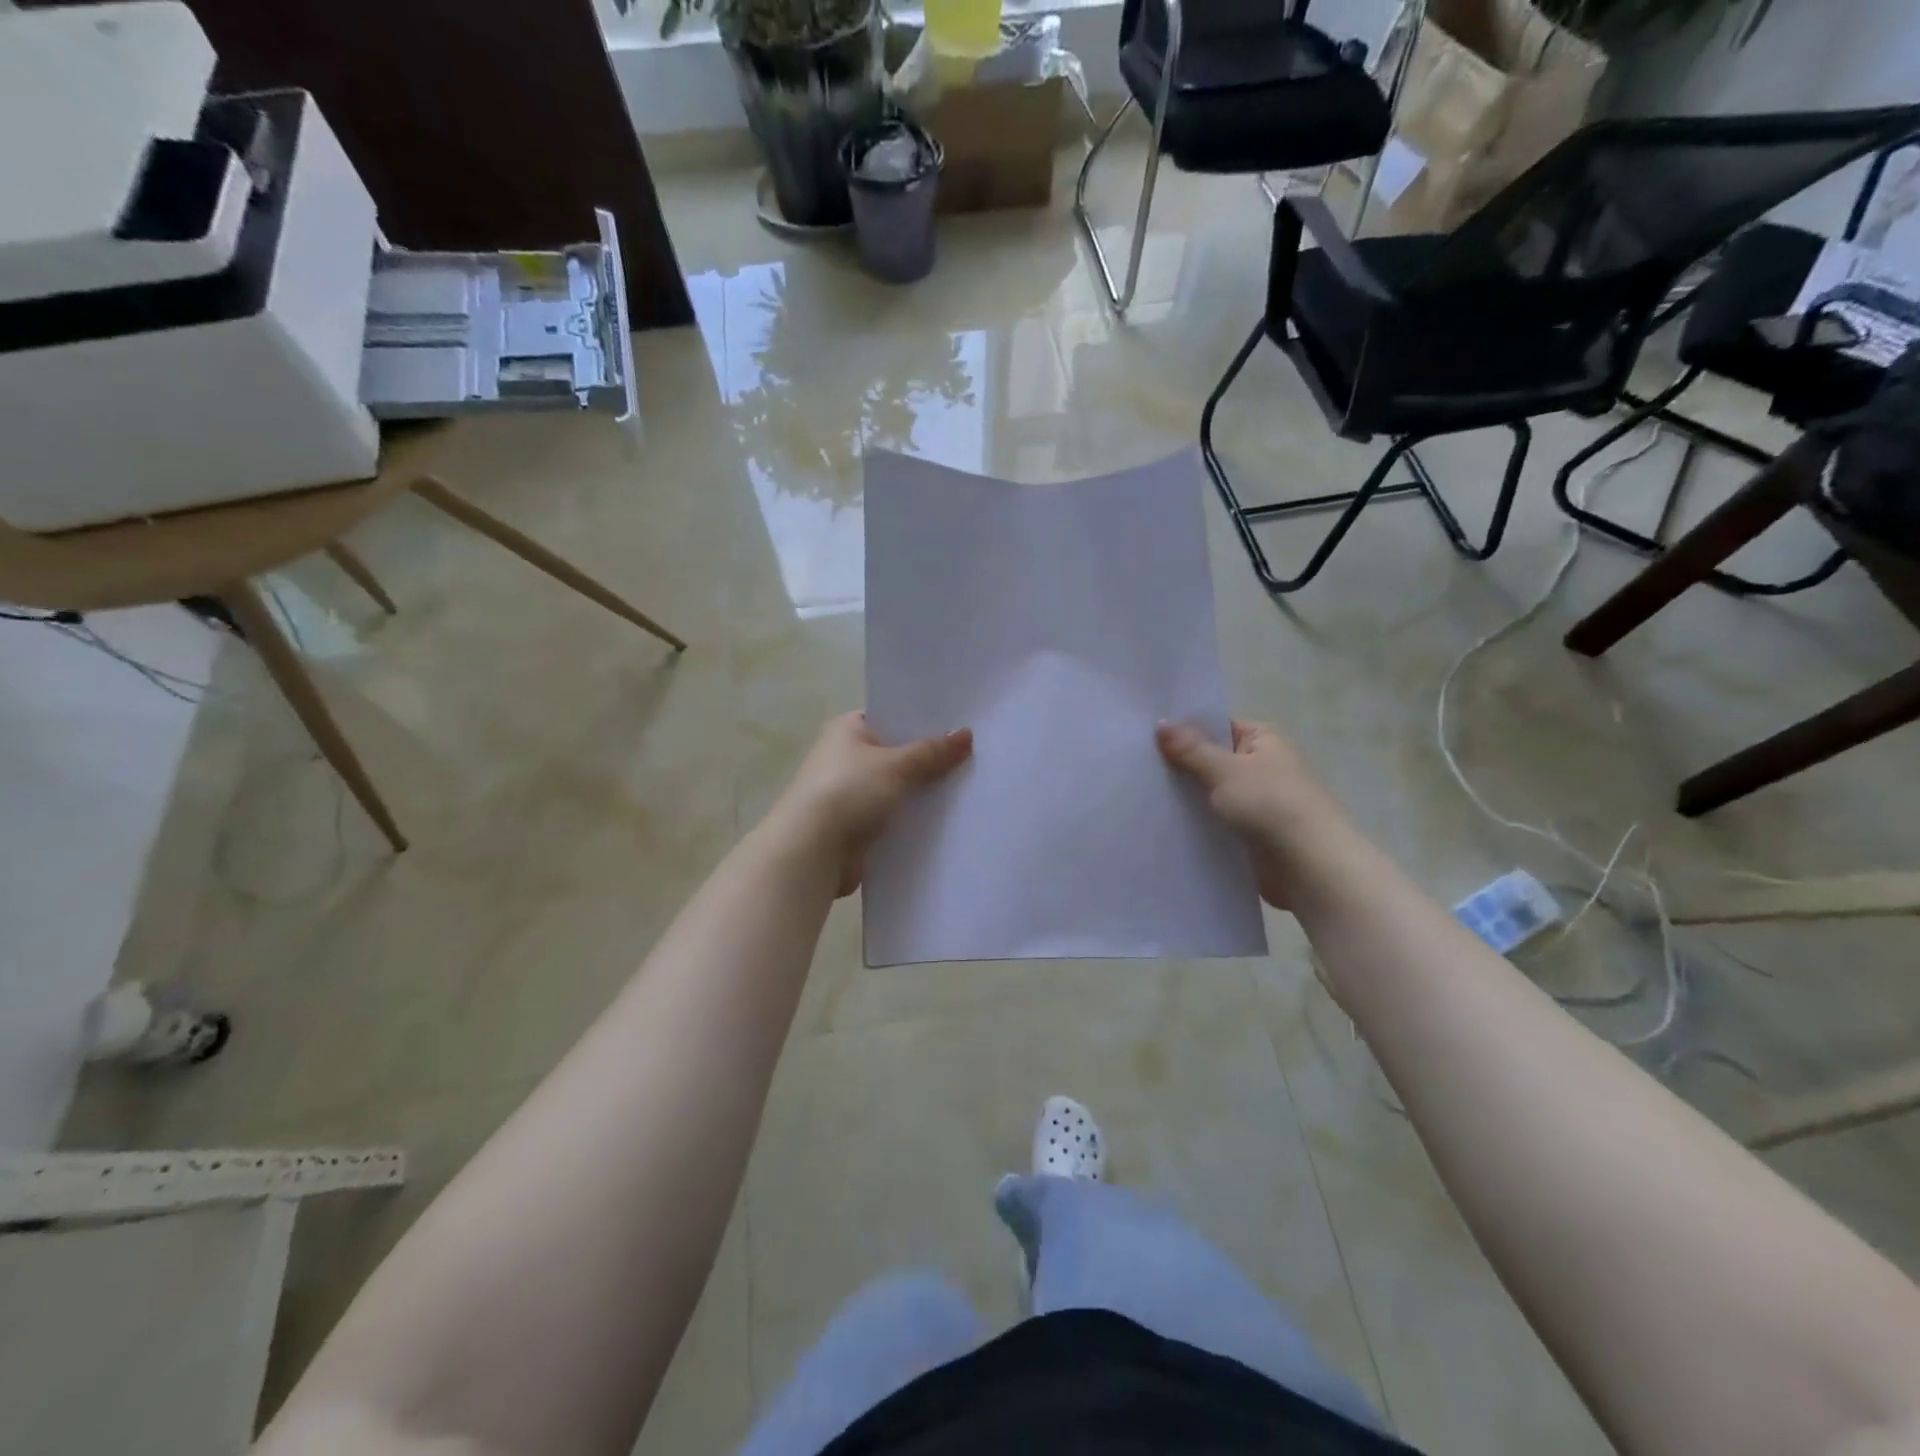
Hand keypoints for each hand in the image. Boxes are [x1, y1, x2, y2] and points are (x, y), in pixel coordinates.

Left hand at [771, 713, 973, 895]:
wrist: (812, 851)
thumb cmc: (849, 792)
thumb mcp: (896, 765)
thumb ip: (932, 751)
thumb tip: (966, 734)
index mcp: (848, 730)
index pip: (891, 717)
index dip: (923, 721)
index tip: (959, 725)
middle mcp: (847, 757)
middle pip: (898, 754)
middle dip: (929, 759)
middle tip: (974, 756)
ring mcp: (852, 793)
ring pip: (899, 787)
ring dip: (924, 791)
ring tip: (970, 786)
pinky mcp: (859, 825)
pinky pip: (895, 816)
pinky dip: (914, 818)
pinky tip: (948, 819)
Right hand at [1156, 718, 1345, 909]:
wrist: (1309, 865)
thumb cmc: (1271, 804)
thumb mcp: (1225, 770)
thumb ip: (1190, 749)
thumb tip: (1160, 723)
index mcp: (1263, 739)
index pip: (1216, 724)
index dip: (1183, 727)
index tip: (1144, 732)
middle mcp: (1260, 765)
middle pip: (1210, 758)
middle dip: (1178, 763)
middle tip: (1133, 761)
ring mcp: (1254, 800)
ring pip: (1209, 791)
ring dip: (1184, 794)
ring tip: (1138, 789)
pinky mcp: (1247, 831)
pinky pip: (1213, 819)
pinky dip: (1193, 820)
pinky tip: (1160, 820)